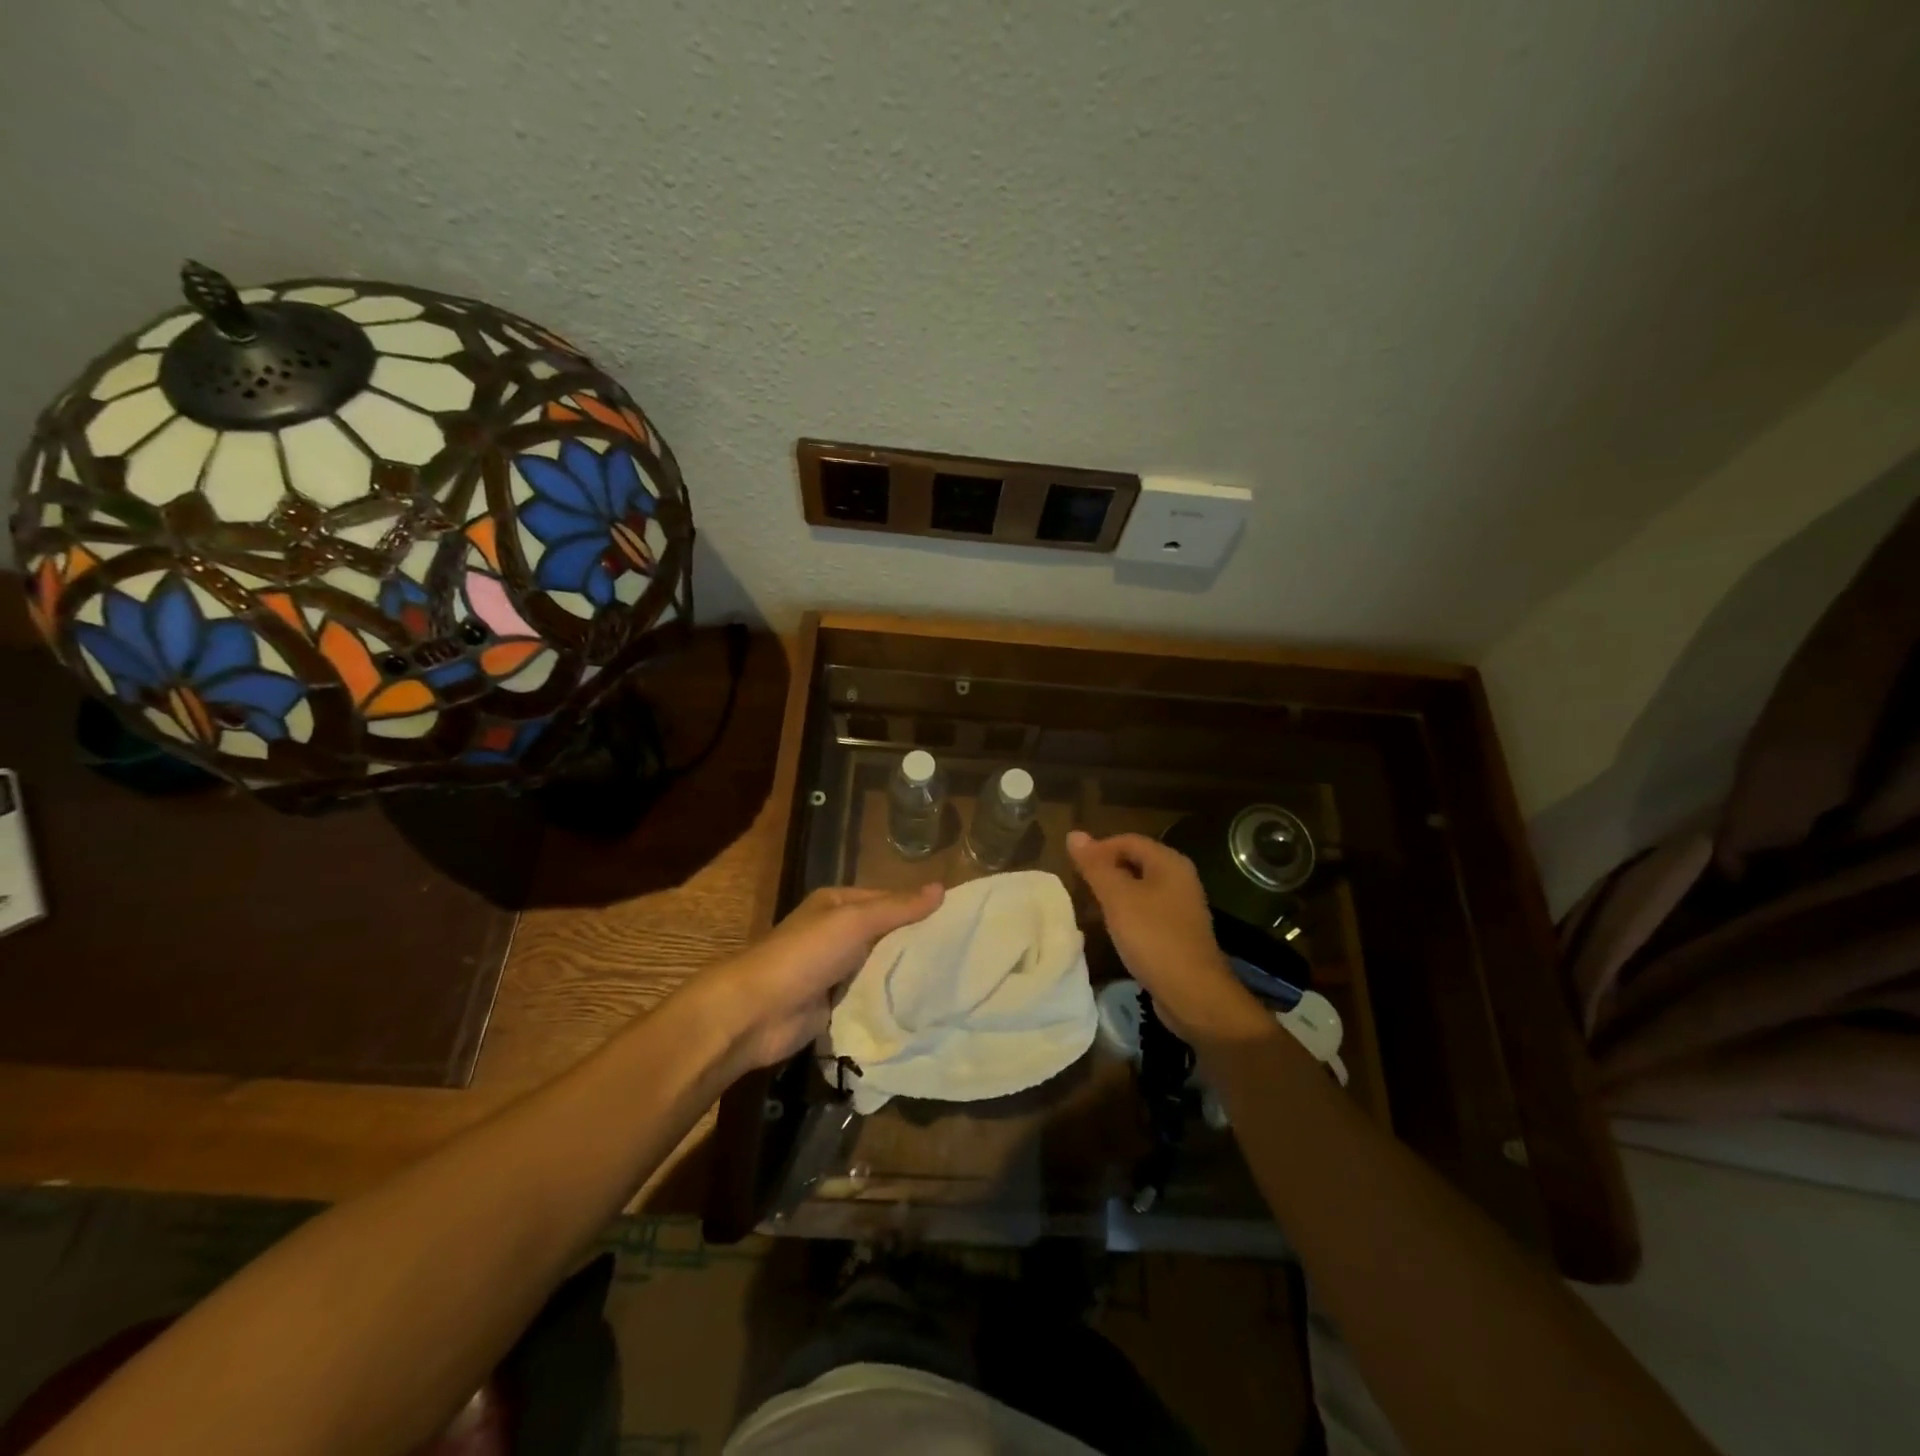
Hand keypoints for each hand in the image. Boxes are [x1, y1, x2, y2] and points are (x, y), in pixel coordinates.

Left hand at [702, 882, 943, 1072]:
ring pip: (881, 968)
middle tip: (965, 954)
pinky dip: (891, 1001)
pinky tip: (925, 1007)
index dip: (919, 909)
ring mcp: (836, 971)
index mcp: (838, 904)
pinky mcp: (836, 1004)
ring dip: (906, 975)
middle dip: (916, 944)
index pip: (889, 900)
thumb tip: (941, 888)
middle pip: (887, 935)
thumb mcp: (854, 922)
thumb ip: (897, 908)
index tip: (959, 921)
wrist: (757, 1012)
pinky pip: (871, 998)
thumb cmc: (806, 955)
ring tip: (954, 981)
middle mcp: (838, 933)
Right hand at [1066, 831, 1272, 1046]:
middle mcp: (1180, 878)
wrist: (1193, 994)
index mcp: (1169, 862)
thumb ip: (1096, 866)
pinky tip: (1115, 929)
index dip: (1099, 849)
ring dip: (1116, 893)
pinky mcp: (1179, 932)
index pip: (1128, 840)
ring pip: (1141, 888)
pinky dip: (1129, 913)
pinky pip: (1148, 911)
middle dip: (1107, 870)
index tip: (1074, 868)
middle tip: (1080, 887)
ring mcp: (1182, 906)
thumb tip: (1074, 834)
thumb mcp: (1118, 898)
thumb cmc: (1153, 937)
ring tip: (1092, 907)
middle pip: (1136, 861)